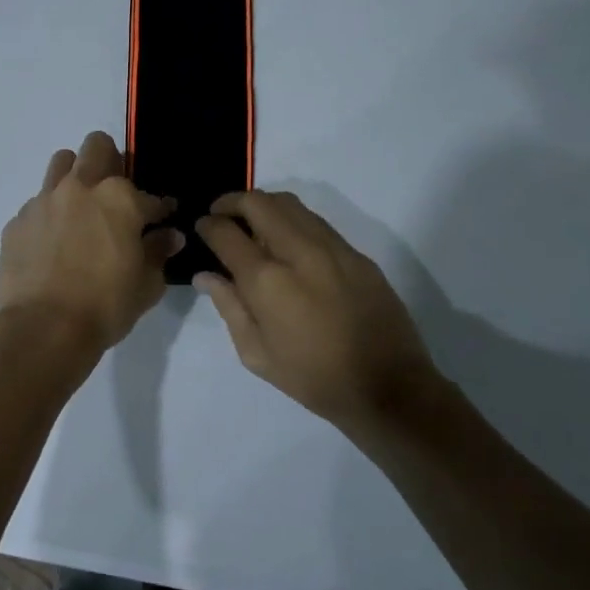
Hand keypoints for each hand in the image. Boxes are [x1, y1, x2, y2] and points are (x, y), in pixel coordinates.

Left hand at [0, 132, 183, 353]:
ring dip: (75, 176)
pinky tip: (52, 244)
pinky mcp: (17, 221)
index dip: (160, 208)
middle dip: (111, 160)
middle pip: (97, 147)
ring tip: (80, 207)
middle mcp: (80, 188)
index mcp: (119, 199)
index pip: (150, 196)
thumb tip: (169, 236)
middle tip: (115, 192)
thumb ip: (158, 253)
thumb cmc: (104, 307)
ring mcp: (43, 201)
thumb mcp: (146, 285)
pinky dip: (50, 215)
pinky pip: (37, 204)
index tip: (162, 219)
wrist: (42, 329)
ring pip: (61, 164)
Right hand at [194, 191, 441, 436]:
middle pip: (258, 202)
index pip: (226, 232)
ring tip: (253, 223)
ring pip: (290, 203)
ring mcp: (332, 248)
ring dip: (264, 206)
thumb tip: (205, 275)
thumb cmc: (312, 378)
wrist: (387, 387)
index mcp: (267, 281)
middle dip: (232, 202)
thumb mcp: (256, 354)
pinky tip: (288, 242)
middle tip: (221, 215)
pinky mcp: (356, 254)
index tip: (202, 227)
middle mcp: (298, 252)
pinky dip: (293, 220)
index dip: (207, 225)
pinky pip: (316, 222)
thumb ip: (228, 306)